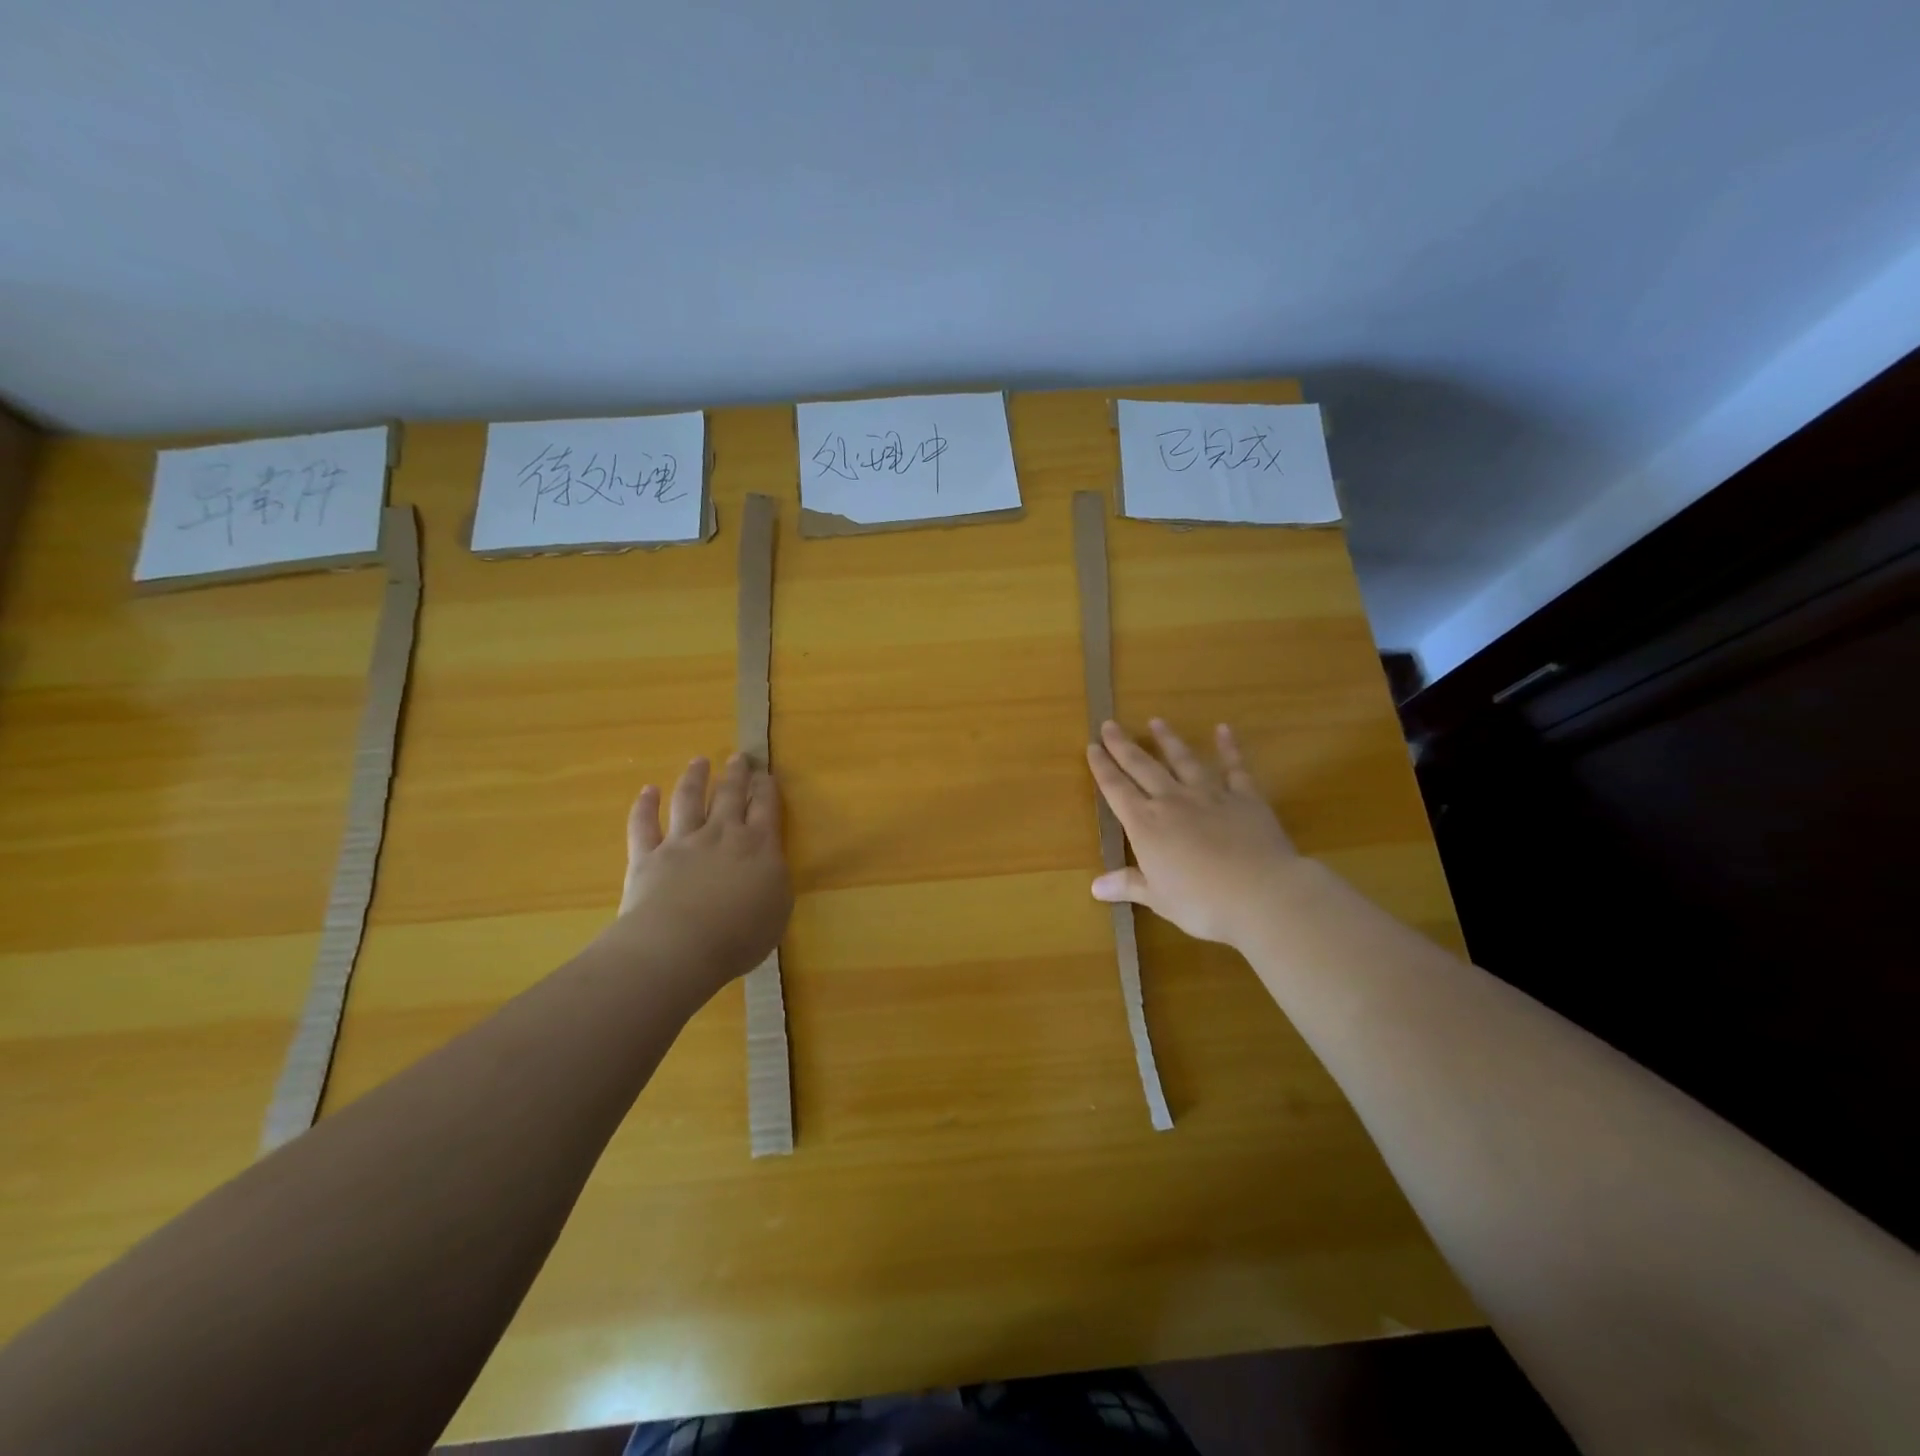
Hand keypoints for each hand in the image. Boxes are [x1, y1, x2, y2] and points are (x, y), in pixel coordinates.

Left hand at [613, 753, 791, 992]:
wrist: (680, 946)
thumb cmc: (739, 935)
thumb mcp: (778, 909)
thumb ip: (775, 880)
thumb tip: (769, 864)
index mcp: (759, 846)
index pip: (766, 807)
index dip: (767, 788)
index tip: (766, 774)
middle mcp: (721, 834)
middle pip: (730, 795)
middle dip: (736, 774)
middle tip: (738, 757)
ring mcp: (682, 842)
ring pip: (688, 800)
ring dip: (694, 778)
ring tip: (698, 761)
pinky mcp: (648, 856)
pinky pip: (644, 825)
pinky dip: (645, 806)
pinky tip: (648, 790)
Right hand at [1085, 719, 1298, 950]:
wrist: (1262, 894)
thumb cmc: (1202, 903)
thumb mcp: (1159, 898)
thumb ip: (1128, 885)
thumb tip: (1095, 887)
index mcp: (1146, 825)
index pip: (1116, 790)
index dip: (1102, 768)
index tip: (1092, 746)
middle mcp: (1173, 801)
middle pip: (1142, 767)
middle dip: (1123, 746)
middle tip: (1109, 724)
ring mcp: (1210, 795)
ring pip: (1184, 760)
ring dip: (1168, 740)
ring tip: (1156, 721)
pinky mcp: (1245, 797)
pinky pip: (1234, 767)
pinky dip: (1229, 747)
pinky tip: (1223, 729)